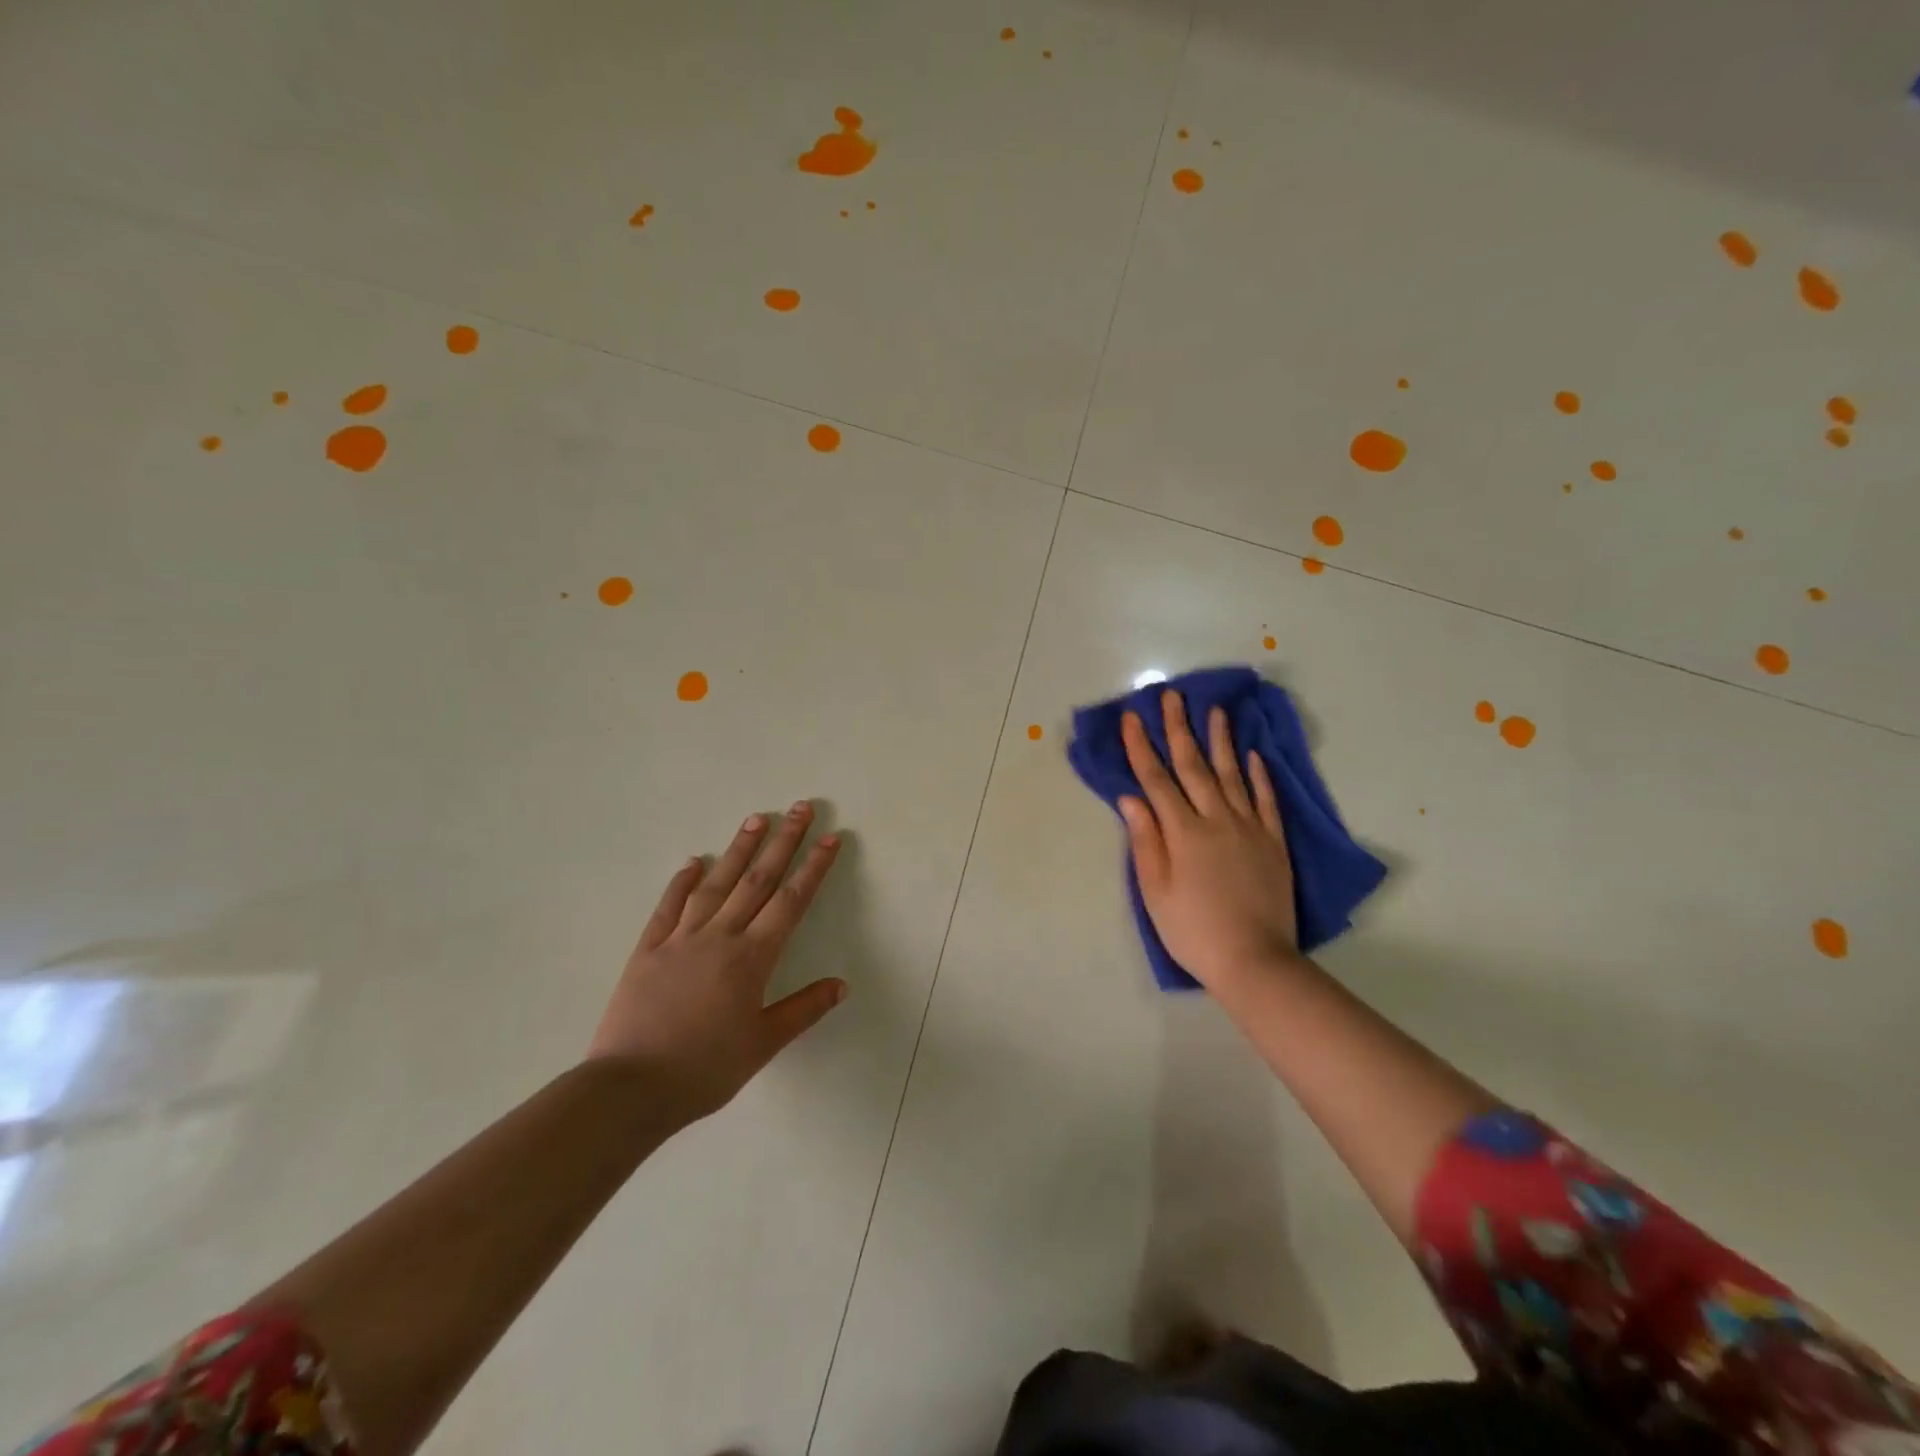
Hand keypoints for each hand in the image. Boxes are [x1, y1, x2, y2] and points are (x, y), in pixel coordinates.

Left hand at [587, 802, 846, 1120]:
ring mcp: (680, 939)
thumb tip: (841, 984)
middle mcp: (719, 937)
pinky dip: (682, 882)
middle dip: (783, 842)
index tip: (830, 838)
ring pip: (716, 884)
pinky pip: (668, 907)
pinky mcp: (647, 950)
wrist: (630, 1088)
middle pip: (757, 880)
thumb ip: (803, 1010)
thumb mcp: (763, 1044)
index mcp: (751, 958)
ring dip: (738, 849)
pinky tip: (693, 862)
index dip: (814, 868)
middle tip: (799, 808)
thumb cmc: (705, 1069)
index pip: (791, 902)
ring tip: (755, 819)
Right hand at [1118, 690, 1298, 990]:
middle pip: (1193, 766)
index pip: (1156, 780)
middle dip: (1179, 728)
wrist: (1254, 960)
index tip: (1132, 717)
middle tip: (1172, 696)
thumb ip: (1145, 840)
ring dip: (1220, 741)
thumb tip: (1131, 798)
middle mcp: (1216, 819)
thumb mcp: (1155, 891)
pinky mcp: (1273, 842)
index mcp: (1183, 832)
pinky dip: (1259, 775)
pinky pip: (1266, 800)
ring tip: (1215, 710)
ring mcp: (1249, 828)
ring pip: (1232, 774)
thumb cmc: (1193, 929)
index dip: (1142, 747)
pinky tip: (1253, 755)